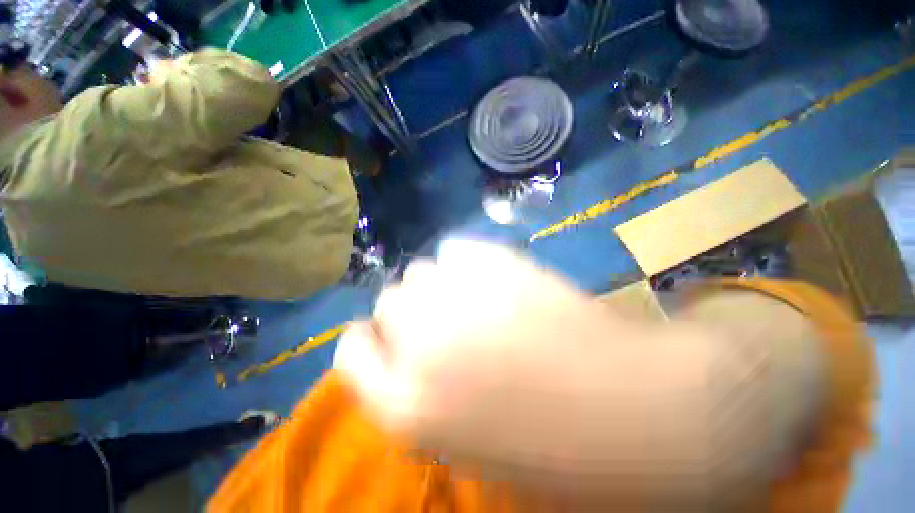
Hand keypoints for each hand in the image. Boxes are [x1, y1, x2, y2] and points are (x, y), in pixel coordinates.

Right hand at [334, 240, 634, 485]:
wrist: (630, 406)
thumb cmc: (549, 448)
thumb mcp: (463, 441)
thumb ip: (420, 392)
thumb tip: (408, 351)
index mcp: (405, 407)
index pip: (350, 353)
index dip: (367, 343)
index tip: (385, 341)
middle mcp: (420, 344)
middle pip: (388, 301)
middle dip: (407, 311)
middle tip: (441, 321)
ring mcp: (458, 295)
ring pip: (419, 271)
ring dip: (434, 284)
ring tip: (468, 297)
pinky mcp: (495, 261)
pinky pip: (455, 249)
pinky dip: (464, 260)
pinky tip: (489, 275)